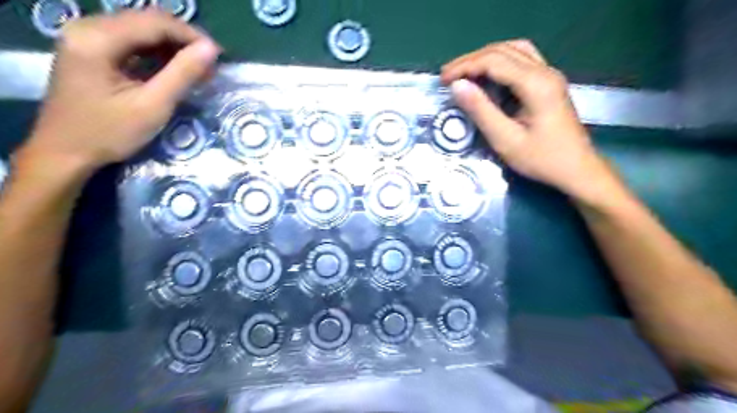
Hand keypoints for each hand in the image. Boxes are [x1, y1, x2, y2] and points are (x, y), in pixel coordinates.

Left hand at [21, 10, 218, 173]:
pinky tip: (174, 71)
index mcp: (98, 38)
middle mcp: (88, 28)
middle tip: (209, 66)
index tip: (218, 57)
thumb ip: (182, 74)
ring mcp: (87, 38)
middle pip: (147, 21)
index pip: (155, 22)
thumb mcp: (152, 105)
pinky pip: (132, 42)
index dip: (191, 36)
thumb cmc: (109, 132)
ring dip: (173, 48)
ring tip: (197, 70)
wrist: (65, 152)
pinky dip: (157, 54)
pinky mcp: (91, 51)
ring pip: (141, 31)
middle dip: (184, 41)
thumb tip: (211, 50)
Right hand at [443, 39, 617, 199]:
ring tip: (464, 73)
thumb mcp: (505, 140)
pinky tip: (487, 76)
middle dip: (471, 60)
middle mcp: (545, 71)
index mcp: (536, 84)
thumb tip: (457, 86)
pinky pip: (521, 59)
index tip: (443, 81)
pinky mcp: (548, 83)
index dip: (464, 67)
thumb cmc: (541, 159)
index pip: (493, 61)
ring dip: (485, 57)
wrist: (576, 169)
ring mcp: (549, 75)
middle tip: (447, 76)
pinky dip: (499, 62)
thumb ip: (481, 110)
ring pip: (513, 50)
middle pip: (502, 50)